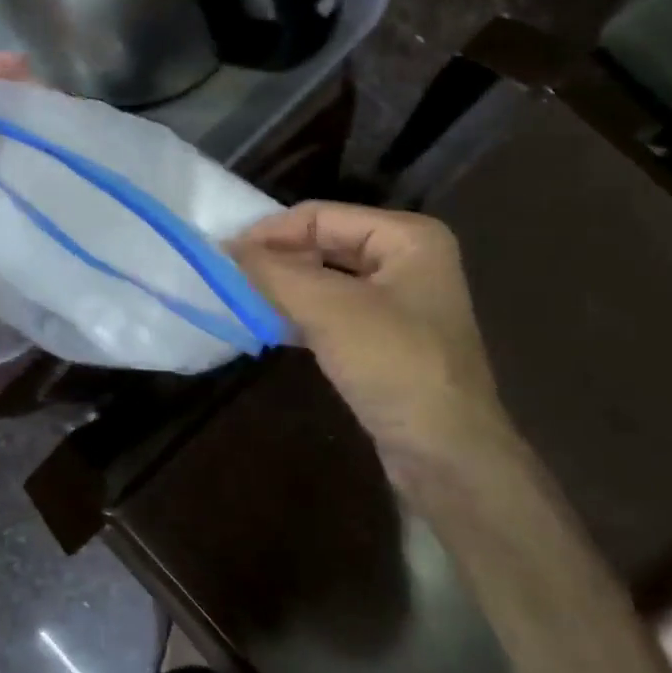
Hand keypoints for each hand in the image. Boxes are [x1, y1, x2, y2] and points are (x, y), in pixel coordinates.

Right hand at [232, 202, 525, 491]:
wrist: (447, 456)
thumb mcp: (331, 310)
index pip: (322, 216)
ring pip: (326, 280)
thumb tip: (227, 248)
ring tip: (239, 299)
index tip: (223, 256)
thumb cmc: (396, 366)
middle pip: (325, 244)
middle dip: (278, 260)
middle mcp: (407, 260)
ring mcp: (399, 303)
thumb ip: (276, 272)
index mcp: (408, 237)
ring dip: (285, 289)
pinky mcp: (387, 340)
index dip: (271, 233)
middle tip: (228, 277)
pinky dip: (301, 315)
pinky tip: (267, 326)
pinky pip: (334, 313)